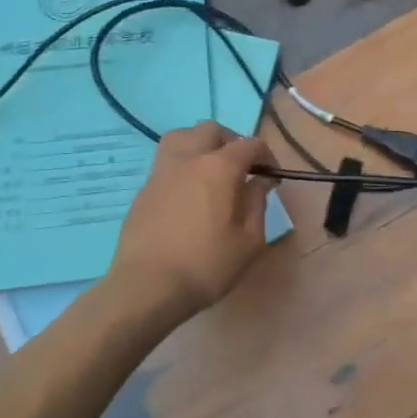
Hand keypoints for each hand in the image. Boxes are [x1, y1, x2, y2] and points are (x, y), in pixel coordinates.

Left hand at [108, 121, 278, 322]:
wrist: (147, 287)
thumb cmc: (206, 265)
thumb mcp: (249, 241)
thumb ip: (258, 203)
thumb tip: (260, 182)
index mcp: (219, 168)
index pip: (250, 144)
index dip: (266, 156)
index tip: (272, 177)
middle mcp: (189, 159)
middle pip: (212, 130)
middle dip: (232, 142)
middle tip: (242, 168)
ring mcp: (161, 172)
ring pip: (182, 136)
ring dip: (201, 144)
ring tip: (211, 170)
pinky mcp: (144, 189)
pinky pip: (167, 162)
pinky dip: (183, 165)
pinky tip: (189, 194)